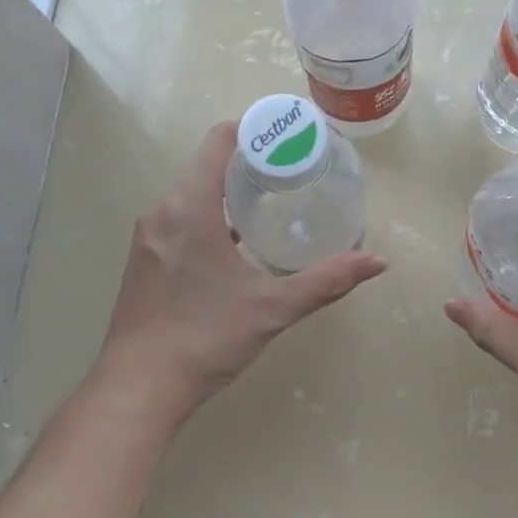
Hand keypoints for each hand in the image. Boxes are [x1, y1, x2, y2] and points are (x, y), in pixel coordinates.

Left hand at [97, 121, 386, 422]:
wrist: (139, 388)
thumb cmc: (205, 338)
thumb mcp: (272, 307)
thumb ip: (326, 280)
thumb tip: (378, 262)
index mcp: (188, 208)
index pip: (218, 141)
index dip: (254, 130)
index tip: (289, 138)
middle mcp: (161, 212)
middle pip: (206, 166)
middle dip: (249, 162)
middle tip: (293, 172)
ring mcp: (148, 238)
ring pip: (191, 196)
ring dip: (228, 192)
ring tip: (271, 203)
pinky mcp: (143, 262)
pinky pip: (180, 221)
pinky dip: (210, 218)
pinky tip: (237, 243)